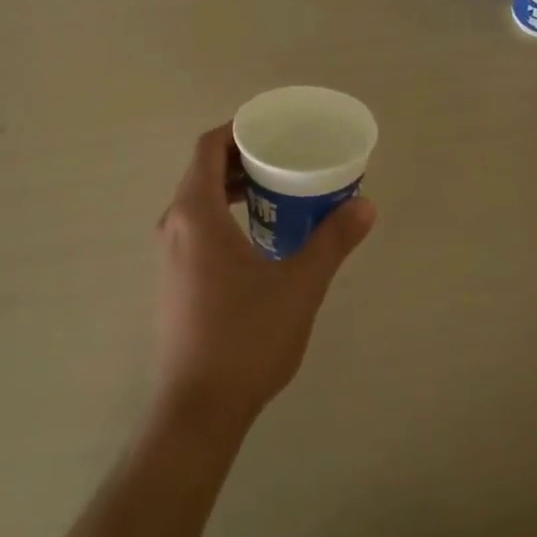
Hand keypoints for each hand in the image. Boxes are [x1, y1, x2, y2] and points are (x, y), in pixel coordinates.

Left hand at [152, 124, 375, 435]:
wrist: (199, 409)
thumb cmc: (246, 338)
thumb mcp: (300, 285)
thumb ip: (333, 240)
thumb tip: (365, 205)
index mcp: (196, 214)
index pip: (209, 147)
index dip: (239, 128)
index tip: (275, 127)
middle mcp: (175, 226)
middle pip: (203, 170)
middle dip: (243, 157)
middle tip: (287, 156)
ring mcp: (171, 255)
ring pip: (200, 200)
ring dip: (235, 187)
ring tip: (280, 190)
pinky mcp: (175, 280)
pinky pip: (198, 226)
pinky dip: (226, 213)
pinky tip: (262, 235)